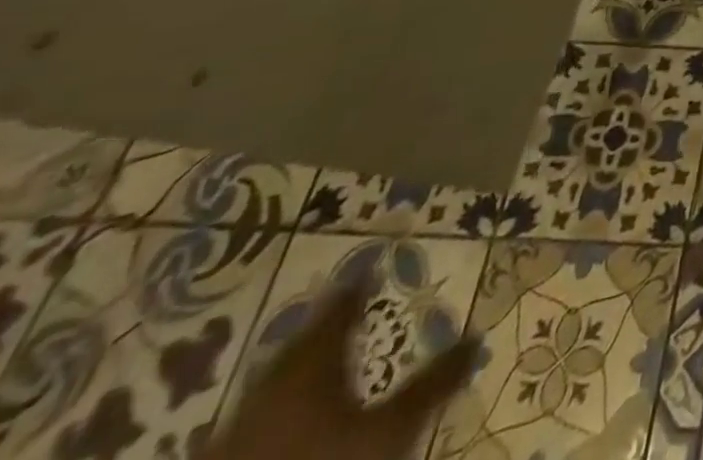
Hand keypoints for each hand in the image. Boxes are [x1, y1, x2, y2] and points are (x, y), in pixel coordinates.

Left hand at [204, 280, 477, 459]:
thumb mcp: (392, 428)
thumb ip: (432, 381)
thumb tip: (476, 336)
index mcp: (312, 366)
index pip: (339, 311)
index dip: (358, 287)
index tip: (372, 267)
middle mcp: (270, 387)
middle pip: (299, 345)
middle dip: (324, 327)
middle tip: (346, 310)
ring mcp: (235, 430)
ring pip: (269, 384)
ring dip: (296, 367)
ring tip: (319, 361)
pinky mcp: (222, 457)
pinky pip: (248, 421)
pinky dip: (272, 407)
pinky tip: (285, 416)